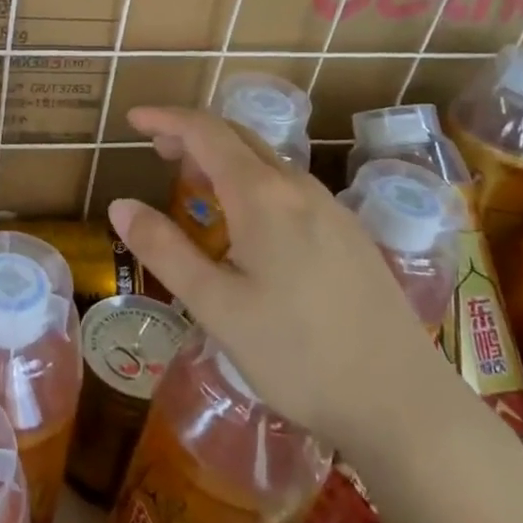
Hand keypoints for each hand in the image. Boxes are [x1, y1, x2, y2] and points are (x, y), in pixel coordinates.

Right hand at [108, 107, 471, 456]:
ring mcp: (333, 210)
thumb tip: (120, 205)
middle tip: (156, 151)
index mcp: (263, 197)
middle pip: (240, 137)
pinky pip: (291, 187)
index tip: (133, 119)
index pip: (206, 132)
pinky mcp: (351, 235)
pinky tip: (248, 223)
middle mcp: (300, 188)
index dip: (166, 119)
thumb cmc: (297, 355)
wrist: (403, 403)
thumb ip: (164, 250)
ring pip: (268, 161)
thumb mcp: (216, 306)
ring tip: (194, 185)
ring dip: (224, 158)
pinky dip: (253, 181)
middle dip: (193, 134)